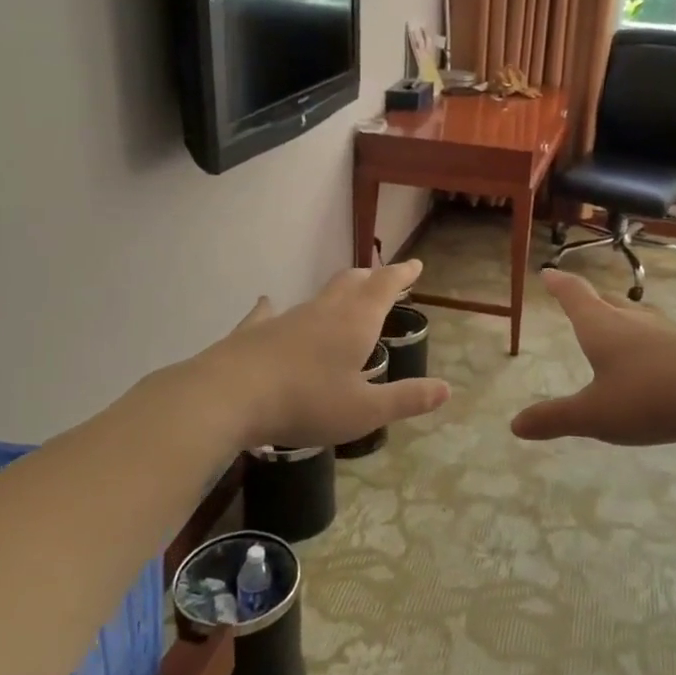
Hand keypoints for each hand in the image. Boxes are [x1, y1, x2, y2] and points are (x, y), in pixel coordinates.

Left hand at [200, 260, 450, 448]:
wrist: (229, 396)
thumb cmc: (306, 403)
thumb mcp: (364, 410)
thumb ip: (406, 398)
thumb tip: (446, 389)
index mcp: (355, 323)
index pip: (385, 287)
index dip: (402, 274)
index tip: (414, 264)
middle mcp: (324, 311)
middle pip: (353, 283)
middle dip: (372, 278)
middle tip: (384, 278)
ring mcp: (286, 318)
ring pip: (318, 296)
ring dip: (336, 293)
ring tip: (343, 298)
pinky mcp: (255, 332)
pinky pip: (269, 313)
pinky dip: (275, 307)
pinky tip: (268, 304)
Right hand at [510, 269, 675, 445]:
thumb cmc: (649, 400)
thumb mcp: (594, 416)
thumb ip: (555, 419)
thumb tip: (515, 425)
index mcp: (602, 329)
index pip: (575, 296)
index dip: (559, 284)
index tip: (549, 272)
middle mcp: (635, 321)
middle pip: (608, 303)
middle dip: (592, 301)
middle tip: (581, 300)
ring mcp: (673, 330)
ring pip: (645, 315)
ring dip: (630, 315)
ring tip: (624, 317)